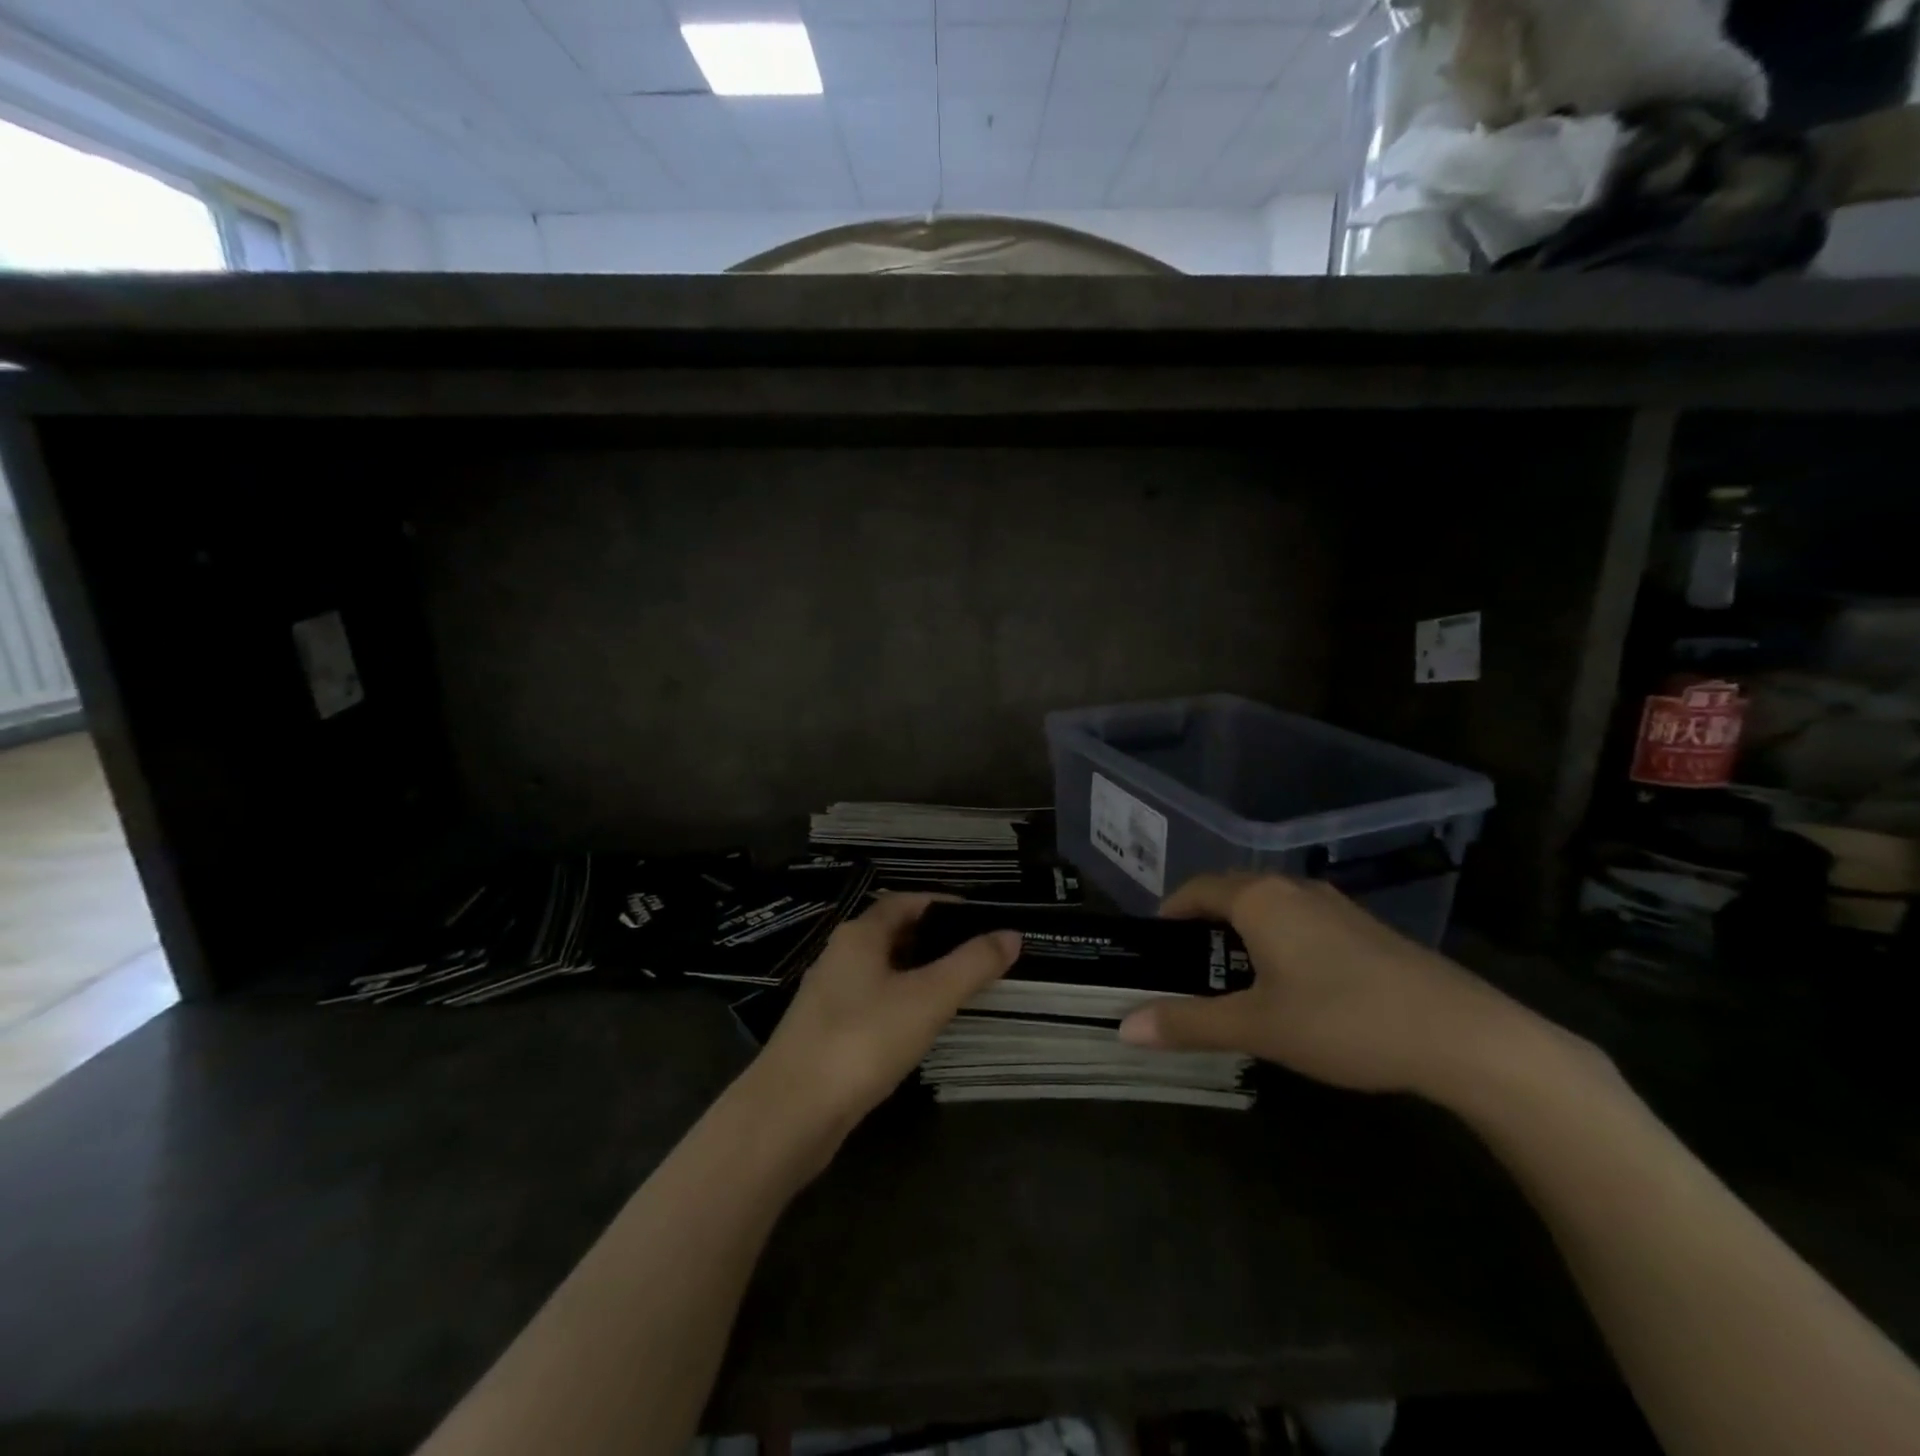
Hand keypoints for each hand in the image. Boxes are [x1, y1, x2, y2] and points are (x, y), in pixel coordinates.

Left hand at [752, 893, 1020, 1146]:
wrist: (791, 1112)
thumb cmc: (863, 1040)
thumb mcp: (928, 999)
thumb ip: (972, 965)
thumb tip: (1012, 934)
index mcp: (860, 935)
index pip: (905, 901)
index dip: (942, 903)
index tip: (980, 917)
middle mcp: (840, 955)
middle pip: (892, 932)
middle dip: (934, 938)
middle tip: (976, 953)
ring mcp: (829, 995)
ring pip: (882, 969)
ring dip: (918, 971)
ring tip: (958, 987)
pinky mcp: (826, 1031)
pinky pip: (872, 1001)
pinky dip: (901, 1001)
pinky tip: (920, 1024)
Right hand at [1117, 874, 1551, 1099]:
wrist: (1463, 1035)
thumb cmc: (1343, 1021)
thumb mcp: (1258, 1027)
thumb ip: (1189, 1023)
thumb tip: (1124, 1028)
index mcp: (1259, 899)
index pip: (1196, 889)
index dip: (1170, 912)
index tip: (1156, 946)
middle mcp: (1294, 889)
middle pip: (1232, 893)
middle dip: (1204, 924)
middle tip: (1190, 969)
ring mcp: (1335, 905)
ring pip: (1270, 907)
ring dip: (1243, 933)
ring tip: (1235, 980)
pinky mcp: (1366, 928)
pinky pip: (1302, 920)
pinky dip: (1279, 940)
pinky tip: (1293, 986)